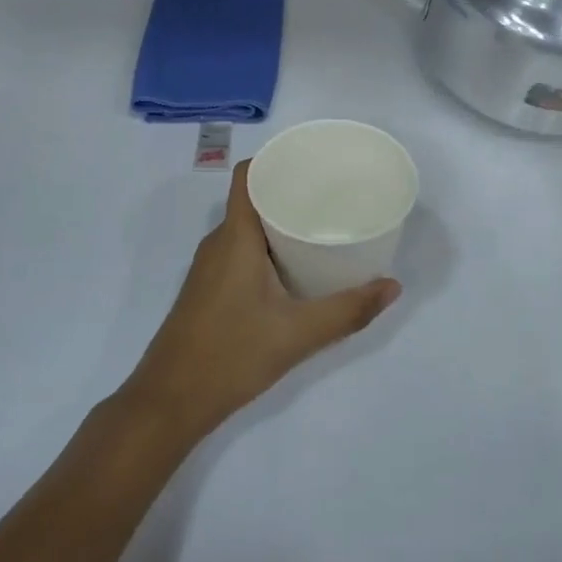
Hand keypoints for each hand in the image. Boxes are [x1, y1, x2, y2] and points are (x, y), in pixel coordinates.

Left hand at [120, 161, 400, 446]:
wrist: (169, 401)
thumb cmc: (230, 355)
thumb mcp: (297, 334)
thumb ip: (347, 310)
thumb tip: (392, 286)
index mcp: (235, 236)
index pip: (248, 175)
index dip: (276, 160)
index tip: (313, 163)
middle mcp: (218, 242)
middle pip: (253, 199)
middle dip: (290, 192)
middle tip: (332, 197)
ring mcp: (210, 267)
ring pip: (247, 228)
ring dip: (279, 223)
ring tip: (321, 227)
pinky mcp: (208, 289)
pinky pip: (240, 251)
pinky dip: (267, 247)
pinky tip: (294, 268)